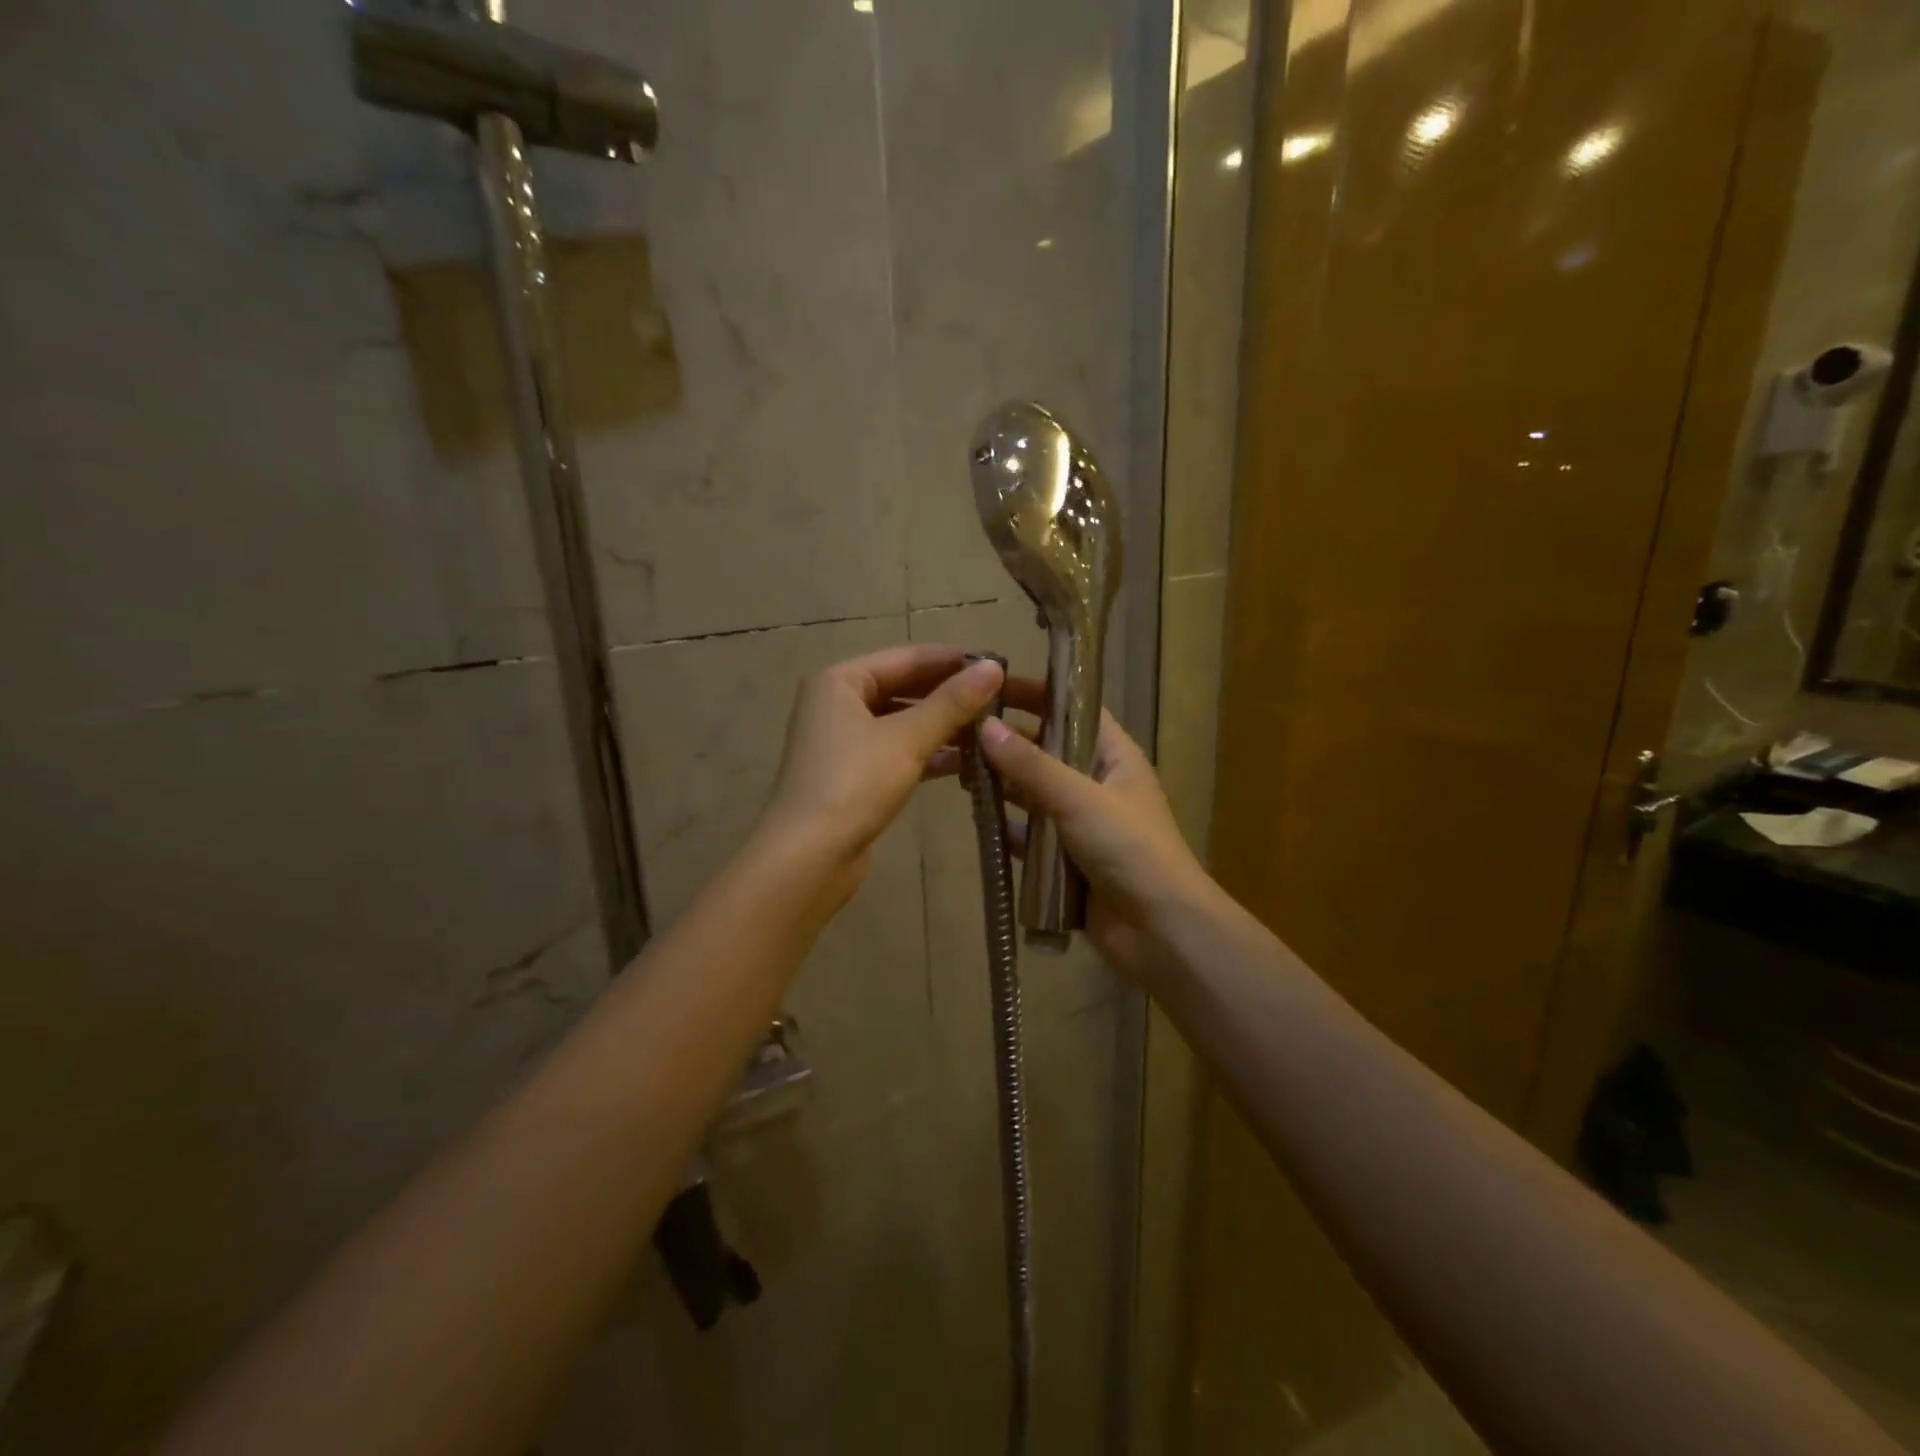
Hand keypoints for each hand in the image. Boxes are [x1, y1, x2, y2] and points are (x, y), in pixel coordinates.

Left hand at [758, 645, 1005, 894]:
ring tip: (990, 729)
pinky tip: (965, 762)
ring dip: (942, 726)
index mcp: (840, 682)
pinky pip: (897, 752)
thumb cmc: (854, 784)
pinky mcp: (853, 776)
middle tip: (1000, 697)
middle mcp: (837, 704)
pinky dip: (927, 754)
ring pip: (902, 723)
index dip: (952, 659)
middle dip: (949, 695)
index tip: (997, 663)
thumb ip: (952, 703)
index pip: (906, 657)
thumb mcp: (907, 739)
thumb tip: (994, 668)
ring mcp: (843, 742)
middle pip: (903, 688)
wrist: (809, 857)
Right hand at [978, 688, 1213, 982]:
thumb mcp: (1079, 798)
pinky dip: (1009, 829)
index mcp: (1115, 757)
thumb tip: (985, 727)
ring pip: (1035, 794)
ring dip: (1004, 785)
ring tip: (958, 772)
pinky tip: (978, 822)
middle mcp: (1098, 783)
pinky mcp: (1067, 860)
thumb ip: (1031, 766)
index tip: (993, 686)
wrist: (1160, 930)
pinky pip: (1031, 836)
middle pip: (1048, 751)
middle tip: (961, 731)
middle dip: (1009, 742)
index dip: (1038, 694)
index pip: (1074, 710)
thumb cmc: (1130, 850)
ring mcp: (1082, 824)